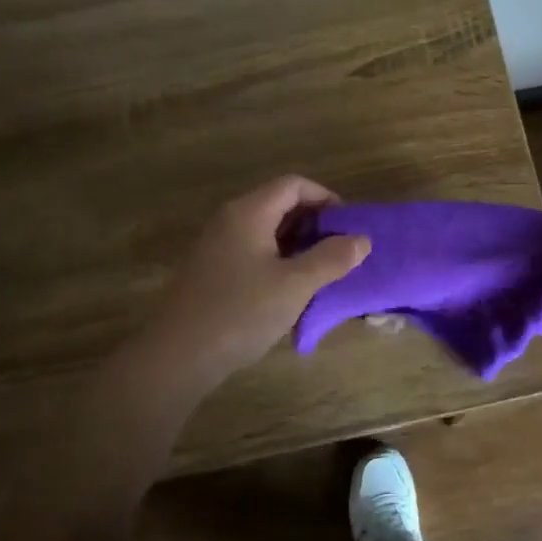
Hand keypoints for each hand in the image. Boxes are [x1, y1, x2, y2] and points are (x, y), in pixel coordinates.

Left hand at [135, 175, 369, 396]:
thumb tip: (362, 239)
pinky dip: (280, 262)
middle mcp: (231, 220)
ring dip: (299, 246)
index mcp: (249, 213)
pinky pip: (255, 253)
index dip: (326, 198)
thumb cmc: (241, 312)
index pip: (294, 185)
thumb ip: (332, 258)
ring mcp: (218, 246)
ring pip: (268, 231)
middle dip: (315, 224)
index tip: (349, 226)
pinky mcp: (214, 271)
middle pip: (280, 205)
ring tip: (324, 273)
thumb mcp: (295, 285)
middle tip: (342, 252)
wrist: (179, 355)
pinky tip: (293, 291)